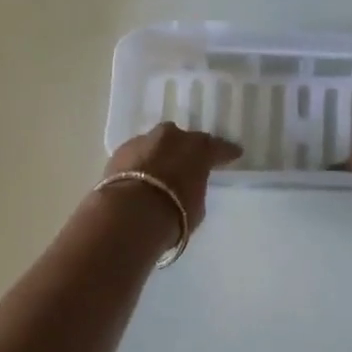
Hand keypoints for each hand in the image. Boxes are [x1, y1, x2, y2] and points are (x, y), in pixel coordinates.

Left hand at [101, 123, 242, 231]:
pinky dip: (139, 164)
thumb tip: (186, 187)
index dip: (225, 153)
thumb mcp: (196, 206)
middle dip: (185, 150)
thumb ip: (194, 189)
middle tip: (187, 164)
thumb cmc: (174, 213)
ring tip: (159, 172)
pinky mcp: (118, 152)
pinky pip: (136, 156)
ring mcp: (143, 141)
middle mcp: (172, 137)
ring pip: (156, 144)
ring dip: (159, 155)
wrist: (130, 214)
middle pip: (182, 139)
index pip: (218, 147)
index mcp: (199, 148)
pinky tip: (139, 177)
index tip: (233, 154)